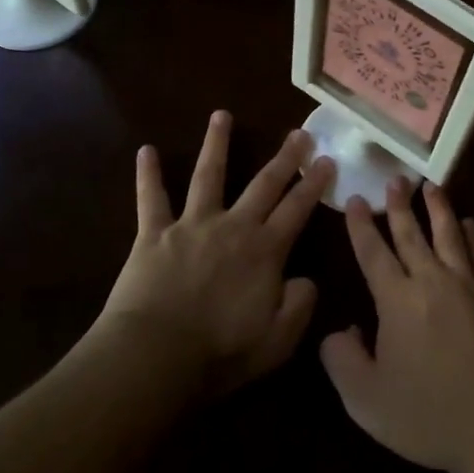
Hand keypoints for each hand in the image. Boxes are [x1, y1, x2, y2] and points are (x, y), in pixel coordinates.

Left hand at [97, 111, 334, 397]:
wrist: (155, 357)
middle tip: (299, 132)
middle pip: (264, 184)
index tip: (328, 160)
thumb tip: (306, 278)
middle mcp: (233, 226)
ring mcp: (193, 225)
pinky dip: (148, 174)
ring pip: (209, 175)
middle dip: (285, 158)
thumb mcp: (278, 341)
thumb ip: (300, 306)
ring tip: (221, 115)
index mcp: (265, 251)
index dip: (314, 184)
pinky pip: (151, 199)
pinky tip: (146, 150)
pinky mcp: (154, 234)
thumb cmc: (220, 354)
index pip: (297, 209)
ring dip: (217, 144)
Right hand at [319, 180, 473, 472]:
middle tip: (394, 179)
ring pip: (449, 235)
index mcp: (397, 300)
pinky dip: (473, 236)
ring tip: (431, 186)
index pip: (373, 253)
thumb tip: (339, 331)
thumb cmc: (430, 414)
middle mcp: (432, 281)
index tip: (354, 199)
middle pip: (412, 234)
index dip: (360, 226)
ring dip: (438, 208)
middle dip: (399, 205)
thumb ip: (342, 360)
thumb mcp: (367, 400)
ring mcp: (469, 286)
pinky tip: (471, 224)